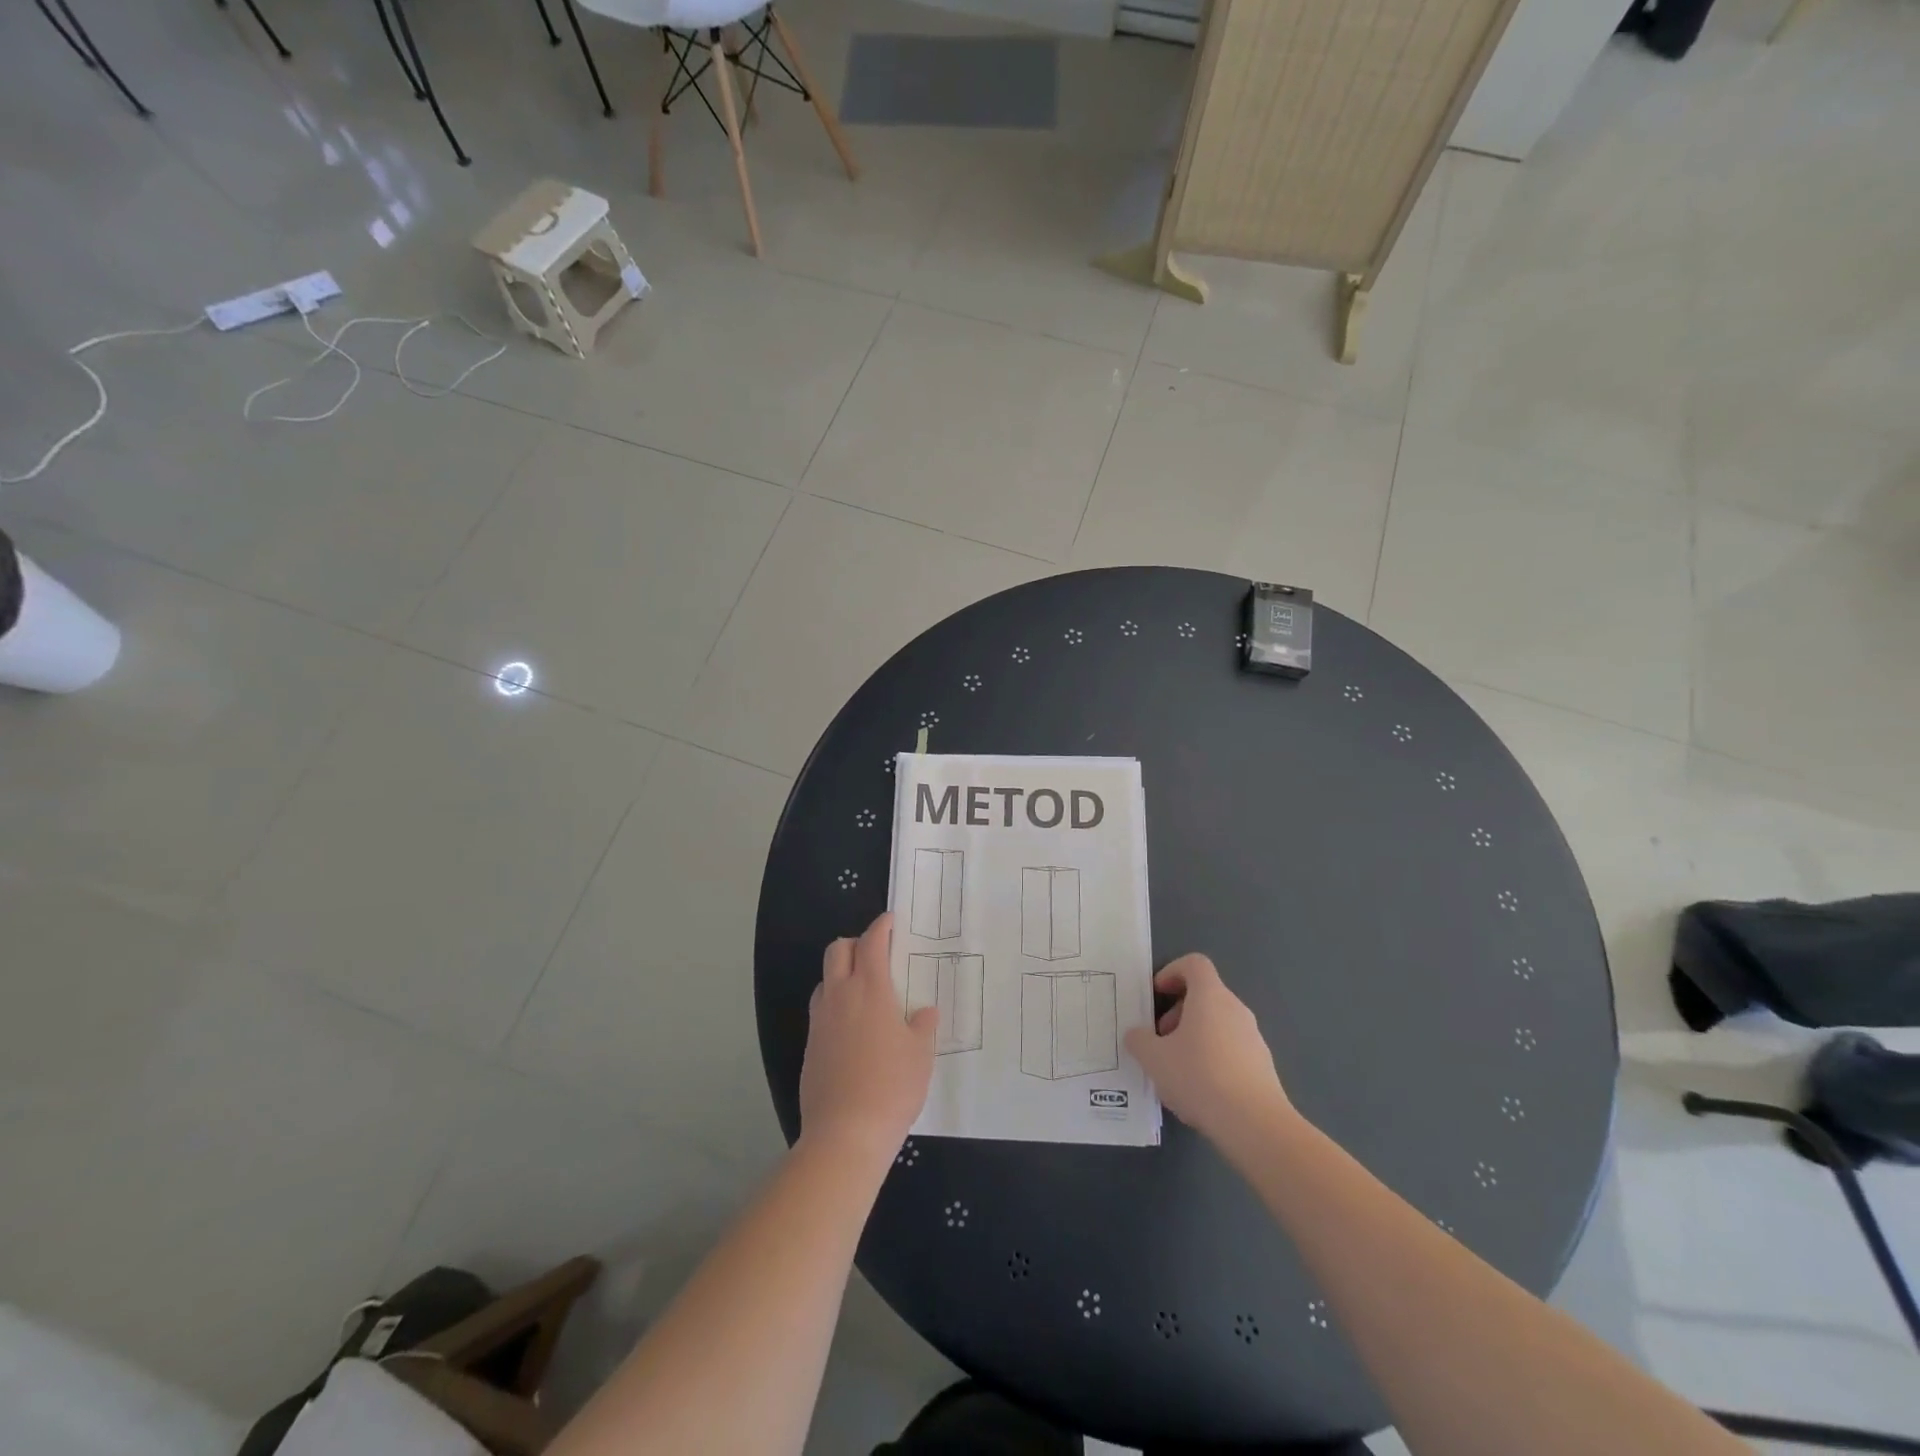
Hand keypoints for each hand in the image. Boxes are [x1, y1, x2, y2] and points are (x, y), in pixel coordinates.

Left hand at [799, 913, 935, 1163]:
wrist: (845, 1132)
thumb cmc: (892, 1086)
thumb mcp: (920, 1055)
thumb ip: (922, 1026)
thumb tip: (924, 1011)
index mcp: (870, 990)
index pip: (871, 943)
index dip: (881, 927)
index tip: (890, 921)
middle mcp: (840, 996)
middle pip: (837, 950)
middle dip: (855, 942)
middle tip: (875, 953)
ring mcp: (820, 1021)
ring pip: (825, 979)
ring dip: (841, 973)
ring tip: (863, 990)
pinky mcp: (810, 1045)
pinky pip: (820, 1009)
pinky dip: (834, 1003)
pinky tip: (851, 1026)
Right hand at [1125, 954, 1294, 1144]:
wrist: (1255, 1125)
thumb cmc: (1199, 1077)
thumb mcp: (1153, 1058)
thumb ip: (1139, 1040)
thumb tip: (1137, 1034)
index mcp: (1210, 996)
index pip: (1194, 964)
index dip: (1172, 972)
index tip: (1157, 995)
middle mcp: (1235, 1009)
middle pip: (1204, 995)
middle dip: (1178, 1012)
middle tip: (1160, 1039)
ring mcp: (1254, 1037)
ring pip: (1217, 1024)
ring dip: (1194, 1036)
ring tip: (1176, 1070)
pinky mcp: (1263, 1066)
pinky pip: (1231, 1049)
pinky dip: (1212, 1058)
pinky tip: (1200, 1090)